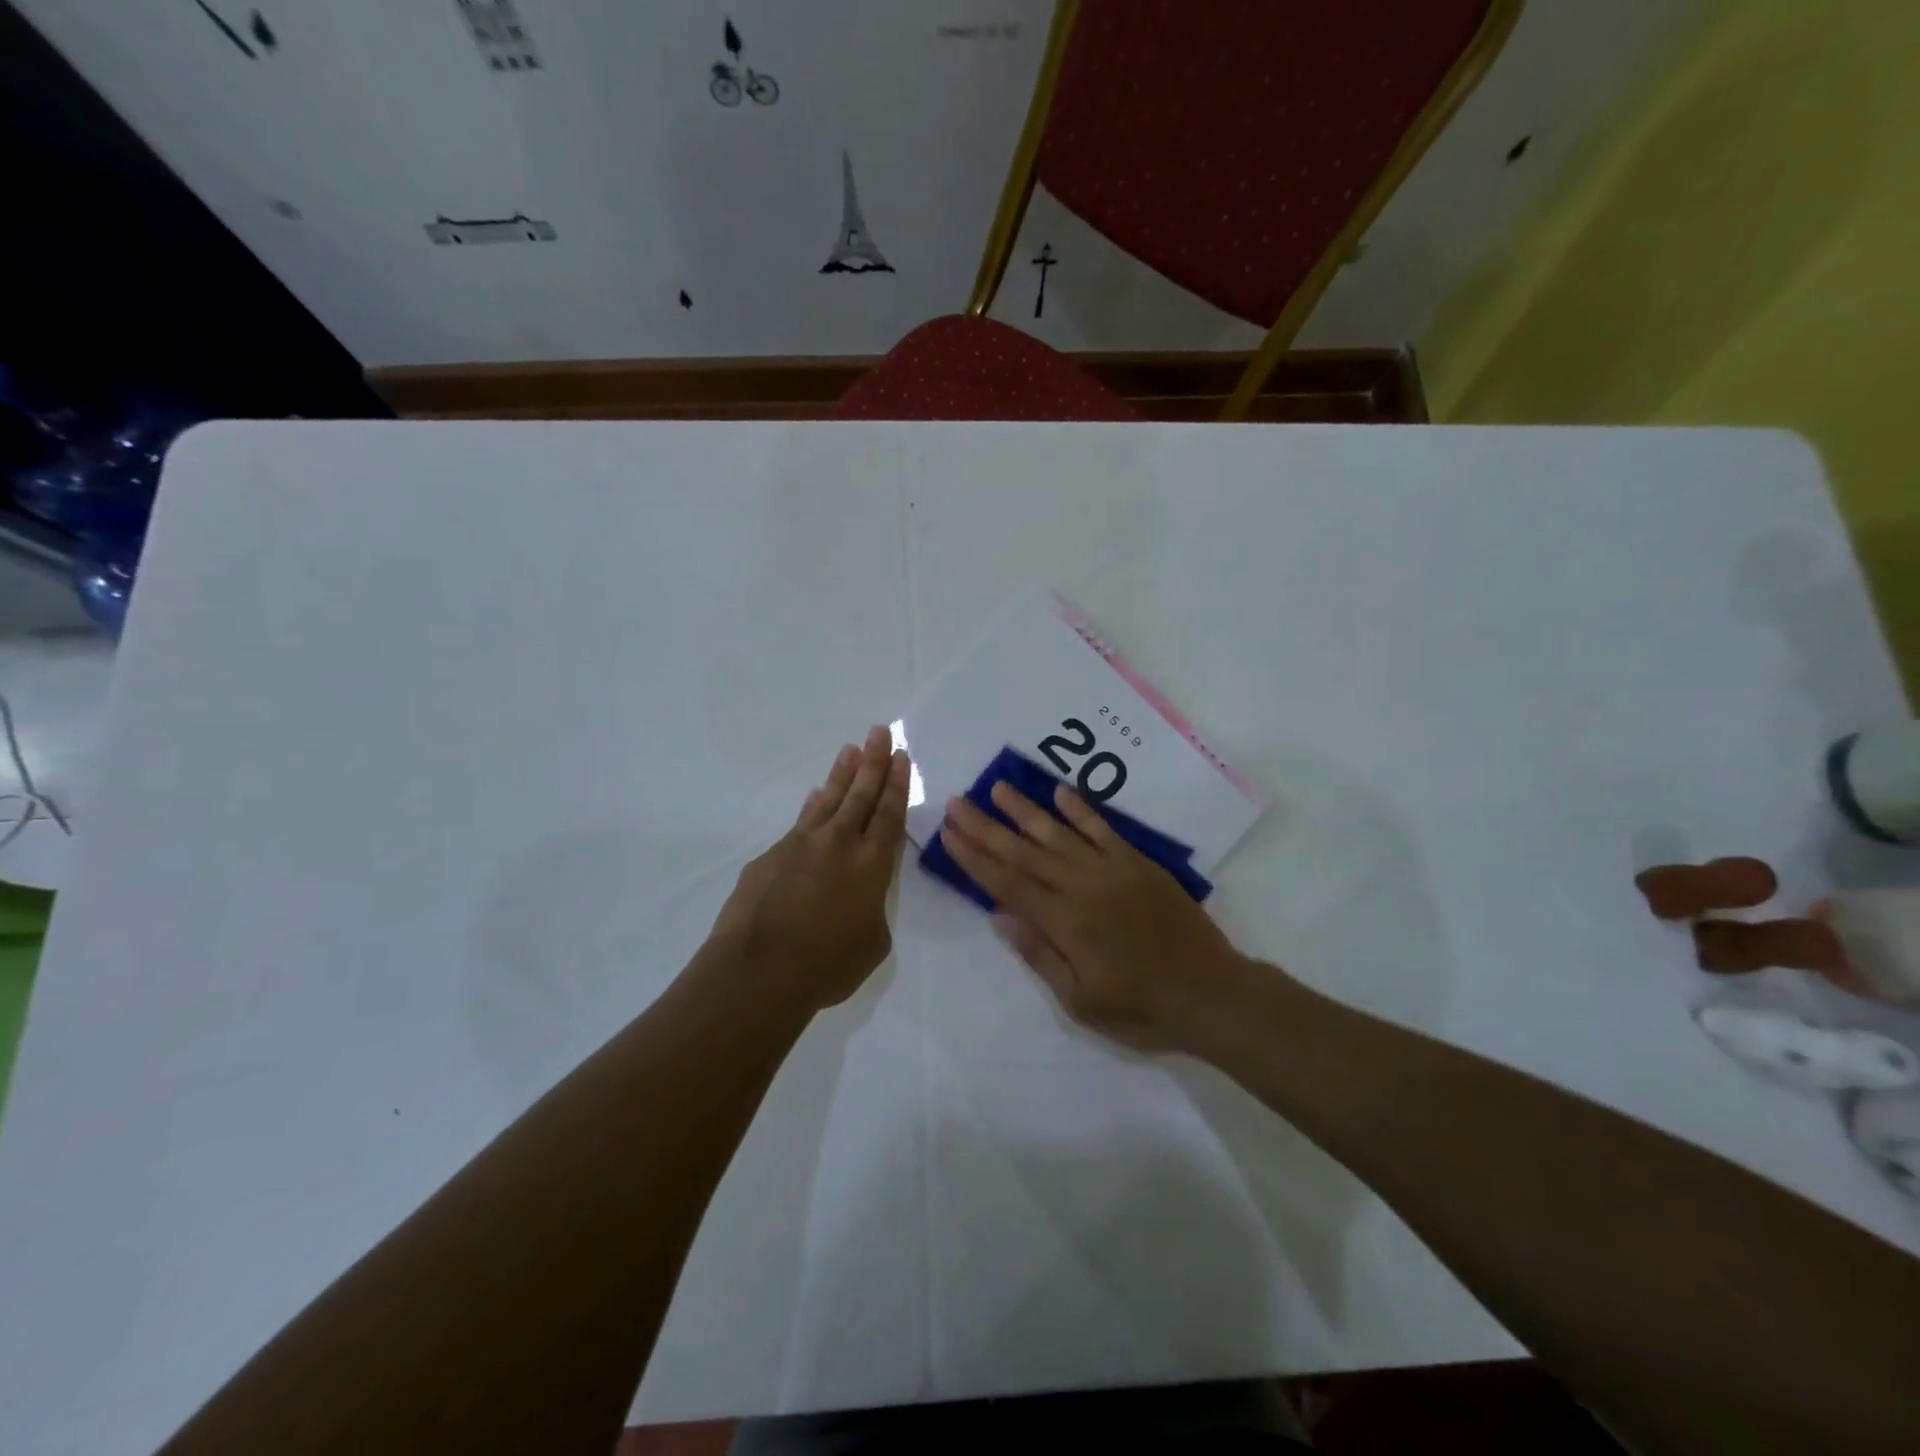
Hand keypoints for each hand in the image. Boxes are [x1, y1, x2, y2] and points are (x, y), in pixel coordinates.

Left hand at [709, 725, 910, 1012]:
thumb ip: (872, 911)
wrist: (758, 970)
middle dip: (873, 762)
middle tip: (880, 732)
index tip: (901, 756)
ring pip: (828, 800)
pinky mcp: (770, 856)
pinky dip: (811, 807)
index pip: (889, 814)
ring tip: (851, 750)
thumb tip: (859, 897)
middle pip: (861, 795)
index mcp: (871, 865)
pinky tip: (815, 798)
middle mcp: (838, 844)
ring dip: (842, 774)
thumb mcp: (872, 944)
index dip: (897, 784)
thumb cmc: (826, 965)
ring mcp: (800, 845)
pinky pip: (799, 824)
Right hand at [940, 781, 1251, 1050]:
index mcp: (1065, 922)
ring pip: (1059, 833)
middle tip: (957, 802)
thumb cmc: (1142, 1008)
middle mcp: (1083, 886)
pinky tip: (1060, 792)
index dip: (975, 857)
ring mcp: (1112, 870)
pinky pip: (1103, 829)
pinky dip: (1080, 809)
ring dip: (1025, 810)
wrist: (1212, 994)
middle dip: (986, 827)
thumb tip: (999, 915)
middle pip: (1025, 851)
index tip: (949, 834)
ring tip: (997, 787)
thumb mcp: (1082, 1001)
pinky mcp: (1138, 863)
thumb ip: (1040, 954)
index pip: (1007, 882)